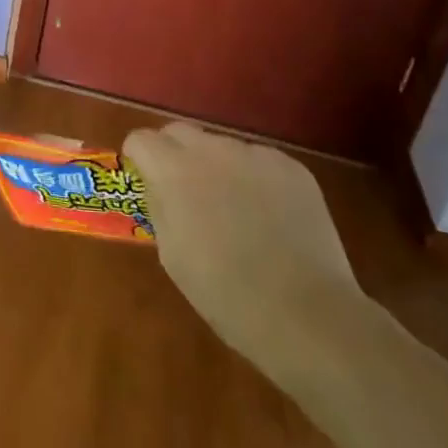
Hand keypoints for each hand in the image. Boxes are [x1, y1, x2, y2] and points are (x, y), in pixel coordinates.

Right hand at [124, 122, 359, 367]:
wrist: (308, 315)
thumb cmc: (228, 295)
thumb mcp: (172, 256)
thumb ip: (159, 207)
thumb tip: (158, 185)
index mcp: (175, 171)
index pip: (142, 139)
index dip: (140, 158)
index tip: (147, 181)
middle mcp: (212, 149)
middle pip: (180, 132)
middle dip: (174, 153)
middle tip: (186, 192)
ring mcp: (255, 154)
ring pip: (222, 146)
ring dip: (217, 166)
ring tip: (236, 209)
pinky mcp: (291, 167)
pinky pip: (260, 161)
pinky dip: (256, 179)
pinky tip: (270, 217)